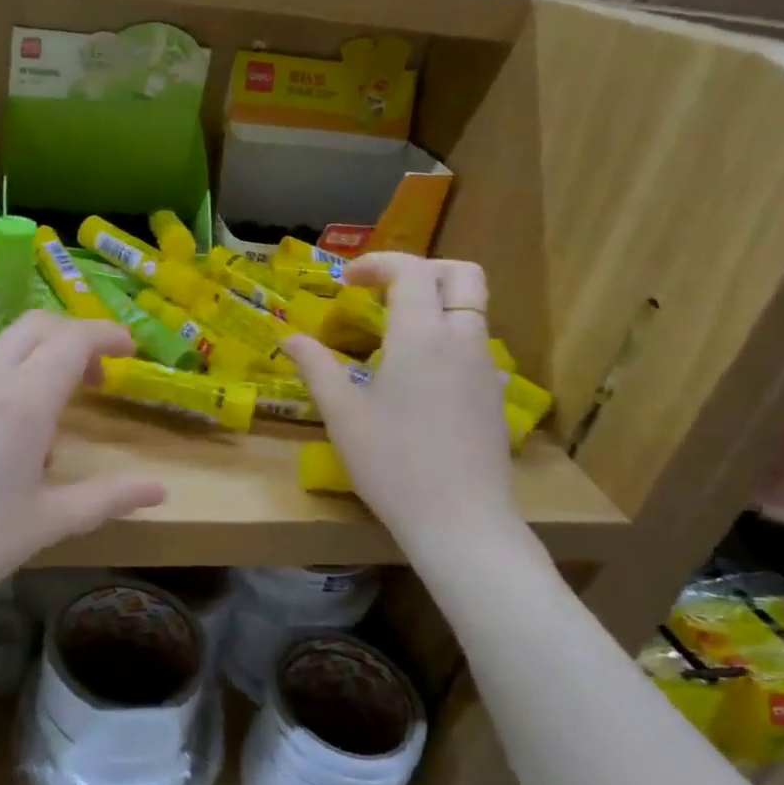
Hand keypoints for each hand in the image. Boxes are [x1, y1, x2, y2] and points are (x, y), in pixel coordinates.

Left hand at [0, 312, 168, 606]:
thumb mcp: (46, 523)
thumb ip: (107, 499)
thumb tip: (161, 490)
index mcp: (22, 403)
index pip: (72, 340)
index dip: (106, 334)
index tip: (130, 349)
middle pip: (34, 327)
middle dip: (72, 337)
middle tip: (96, 377)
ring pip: (2, 354)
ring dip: (36, 368)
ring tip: (45, 435)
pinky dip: (2, 389)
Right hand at [286, 255, 519, 555]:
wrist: (460, 521)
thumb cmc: (392, 463)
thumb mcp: (342, 414)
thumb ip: (316, 367)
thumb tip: (289, 338)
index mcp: (421, 336)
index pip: (411, 270)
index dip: (377, 263)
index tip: (346, 281)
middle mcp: (462, 340)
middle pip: (462, 275)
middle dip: (424, 269)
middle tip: (385, 290)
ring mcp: (485, 369)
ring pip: (472, 311)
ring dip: (436, 305)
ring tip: (394, 337)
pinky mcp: (494, 396)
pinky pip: (475, 347)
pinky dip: (449, 340)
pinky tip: (421, 379)